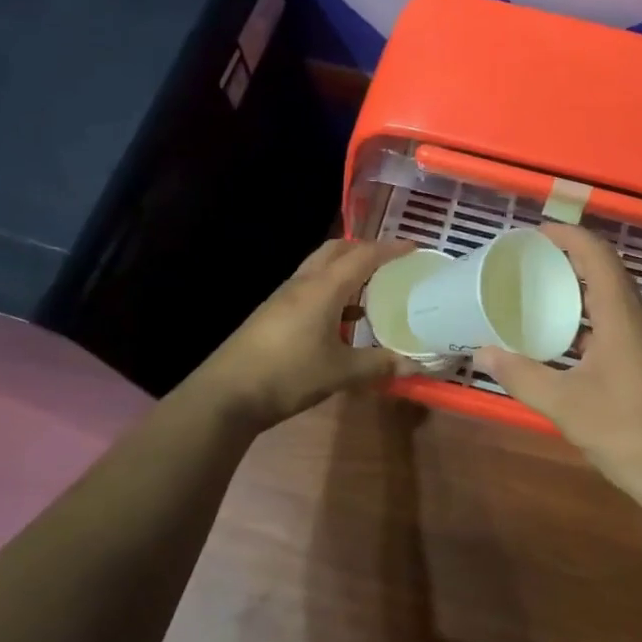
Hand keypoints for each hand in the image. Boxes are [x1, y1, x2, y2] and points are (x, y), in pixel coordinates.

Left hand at [196, 238, 419, 428]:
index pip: (362, 256)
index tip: (413, 247)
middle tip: (389, 262)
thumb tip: (413, 365)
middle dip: (364, 250)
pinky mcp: (272, 314)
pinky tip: (341, 318)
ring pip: (319, 269)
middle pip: (335, 251)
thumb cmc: (289, 375)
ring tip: (371, 288)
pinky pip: (309, 289)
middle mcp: (303, 284)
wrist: (227, 394)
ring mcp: (283, 298)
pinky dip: (331, 291)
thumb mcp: (340, 372)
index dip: (390, 249)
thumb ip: (378, 364)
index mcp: (323, 288)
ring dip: (345, 271)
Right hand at [474, 225, 641, 514]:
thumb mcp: (565, 404)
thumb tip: (482, 352)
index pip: (598, 255)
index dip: (569, 236)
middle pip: (605, 274)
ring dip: (578, 293)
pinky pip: (615, 327)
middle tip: (528, 265)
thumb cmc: (628, 430)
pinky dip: (588, 323)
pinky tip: (564, 346)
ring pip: (611, 302)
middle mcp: (638, 320)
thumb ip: (522, 376)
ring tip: (539, 299)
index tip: (535, 234)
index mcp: (621, 315)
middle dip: (568, 261)